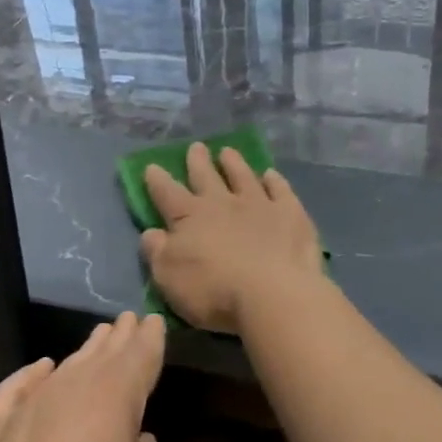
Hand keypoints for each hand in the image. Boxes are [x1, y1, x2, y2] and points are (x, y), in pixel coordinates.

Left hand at [0, 313, 166, 441]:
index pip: (138, 359)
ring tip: (98, 339)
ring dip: (83, 353)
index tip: (153, 319)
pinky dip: (29, 377)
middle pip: (100, 357)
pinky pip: (13, 391)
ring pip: (61, 369)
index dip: (149, 339)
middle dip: (118, 338)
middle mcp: (67, 395)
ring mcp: (22, 413)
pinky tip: (39, 370)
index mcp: (112, 405)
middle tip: (129, 319)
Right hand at [141, 143, 322, 334]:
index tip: (152, 166)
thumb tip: (151, 232)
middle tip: (196, 147)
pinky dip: (275, 181)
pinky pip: (280, 190)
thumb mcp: (170, 278)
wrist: (273, 294)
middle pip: (206, 177)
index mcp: (190, 217)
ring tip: (228, 152)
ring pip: (243, 176)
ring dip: (234, 163)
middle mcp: (223, 203)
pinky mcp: (290, 213)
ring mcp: (259, 204)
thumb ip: (157, 252)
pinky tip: (271, 175)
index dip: (158, 181)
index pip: (168, 194)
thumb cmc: (214, 292)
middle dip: (198, 162)